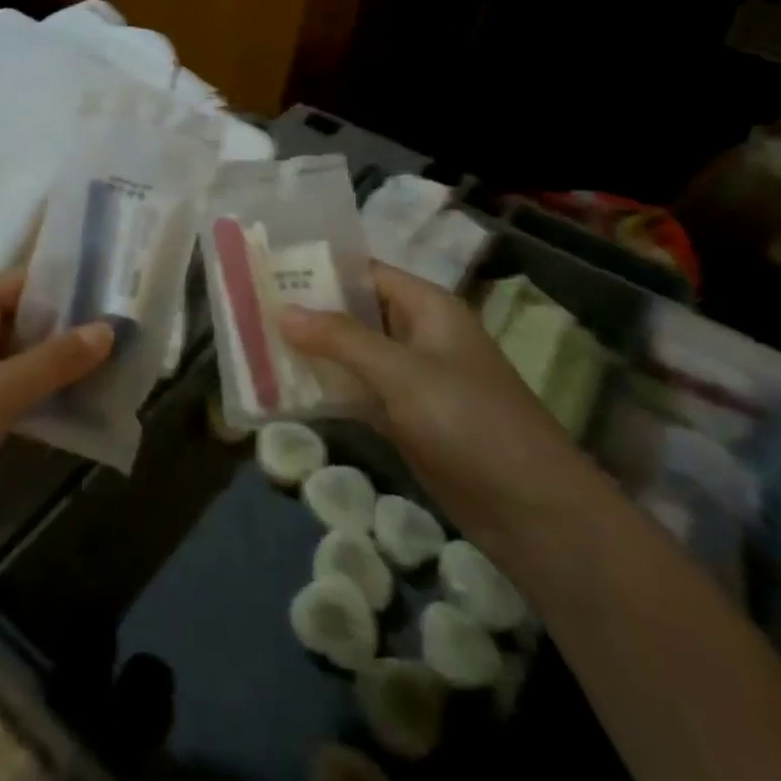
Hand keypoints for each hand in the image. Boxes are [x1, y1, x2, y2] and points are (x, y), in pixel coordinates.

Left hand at [0, 269, 112, 526]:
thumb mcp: (4, 389)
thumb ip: (57, 358)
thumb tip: (108, 328)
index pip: (25, 281)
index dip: (70, 290)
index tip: (115, 303)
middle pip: (20, 318)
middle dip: (66, 333)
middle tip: (121, 344)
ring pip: (12, 356)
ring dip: (51, 367)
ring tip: (105, 377)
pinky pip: (0, 387)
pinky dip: (30, 394)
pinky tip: (65, 410)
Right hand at [279, 263, 601, 556]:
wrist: (532, 513)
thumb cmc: (471, 423)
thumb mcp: (402, 373)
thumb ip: (340, 339)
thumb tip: (282, 311)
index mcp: (426, 307)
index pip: (363, 272)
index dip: (317, 269)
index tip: (267, 268)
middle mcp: (416, 334)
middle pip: (352, 312)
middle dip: (305, 311)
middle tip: (248, 306)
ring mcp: (410, 379)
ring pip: (349, 354)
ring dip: (310, 351)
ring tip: (253, 343)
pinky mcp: (404, 418)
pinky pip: (355, 391)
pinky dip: (324, 389)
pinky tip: (282, 388)